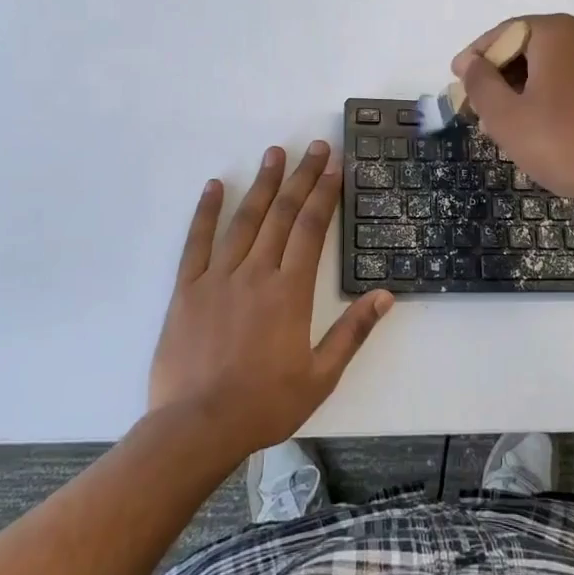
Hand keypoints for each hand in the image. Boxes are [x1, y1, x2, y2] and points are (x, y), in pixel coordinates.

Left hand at [148, 142, 393, 455]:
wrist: (197, 427)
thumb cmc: (264, 404)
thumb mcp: (321, 377)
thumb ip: (352, 332)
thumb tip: (385, 296)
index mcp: (289, 292)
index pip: (311, 229)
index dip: (324, 194)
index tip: (335, 166)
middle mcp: (255, 273)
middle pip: (282, 214)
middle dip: (301, 177)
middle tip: (315, 147)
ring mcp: (218, 277)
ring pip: (244, 220)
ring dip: (262, 183)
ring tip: (275, 153)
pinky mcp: (187, 289)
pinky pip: (197, 242)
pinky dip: (206, 212)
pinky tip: (214, 186)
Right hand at [453, 14, 573, 213]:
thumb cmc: (560, 142)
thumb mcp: (505, 115)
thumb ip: (479, 83)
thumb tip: (469, 62)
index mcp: (557, 31)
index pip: (504, 33)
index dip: (476, 57)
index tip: (456, 80)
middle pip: (527, 46)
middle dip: (499, 75)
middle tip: (476, 107)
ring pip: (549, 64)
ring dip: (521, 87)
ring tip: (500, 123)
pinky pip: (572, 76)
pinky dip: (548, 92)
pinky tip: (534, 123)